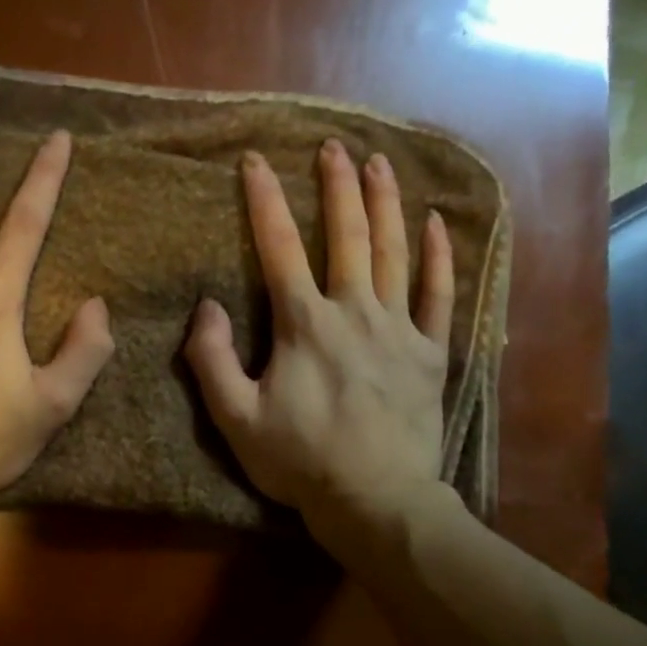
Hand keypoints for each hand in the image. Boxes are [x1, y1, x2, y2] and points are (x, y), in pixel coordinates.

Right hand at [185, 140, 456, 551]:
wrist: (375, 499)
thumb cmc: (299, 461)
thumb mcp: (235, 419)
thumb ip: (212, 360)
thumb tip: (206, 306)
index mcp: (304, 325)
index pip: (278, 249)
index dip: (263, 202)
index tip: (254, 161)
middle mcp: (354, 312)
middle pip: (347, 236)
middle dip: (337, 187)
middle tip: (333, 147)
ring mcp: (399, 329)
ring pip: (394, 252)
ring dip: (385, 204)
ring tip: (379, 163)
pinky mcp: (431, 352)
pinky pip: (440, 294)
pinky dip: (438, 256)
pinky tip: (435, 223)